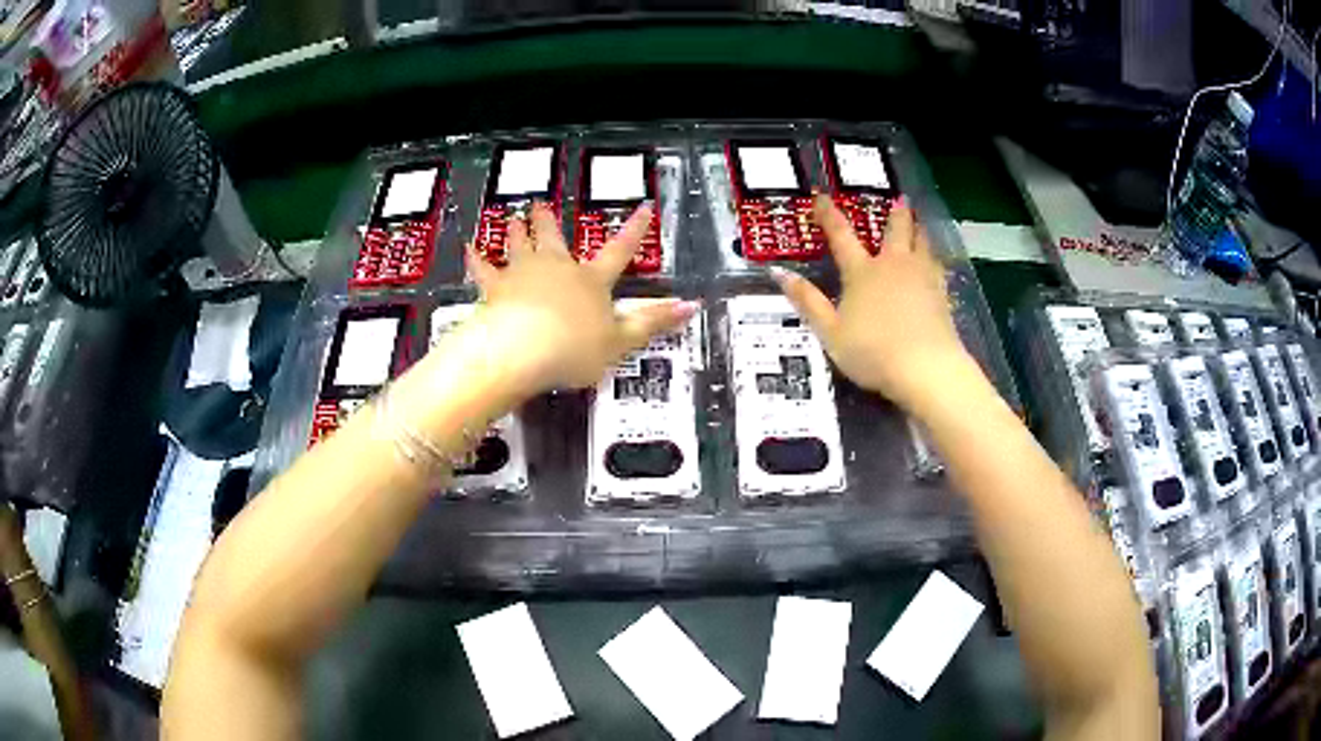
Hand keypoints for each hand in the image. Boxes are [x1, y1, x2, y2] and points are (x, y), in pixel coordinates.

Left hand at [464, 202, 697, 394]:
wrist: (522, 350)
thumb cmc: (575, 348)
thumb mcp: (621, 341)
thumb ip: (653, 322)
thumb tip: (692, 305)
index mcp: (591, 281)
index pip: (620, 251)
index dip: (634, 230)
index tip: (644, 208)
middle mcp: (557, 268)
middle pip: (554, 238)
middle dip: (549, 221)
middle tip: (541, 205)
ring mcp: (522, 275)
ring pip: (519, 245)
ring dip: (518, 230)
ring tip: (513, 217)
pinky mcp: (494, 289)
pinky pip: (483, 270)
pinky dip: (477, 259)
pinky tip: (469, 248)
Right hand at [772, 195, 974, 410]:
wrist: (926, 368)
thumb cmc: (872, 352)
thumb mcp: (830, 332)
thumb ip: (807, 301)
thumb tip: (779, 272)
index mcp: (862, 272)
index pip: (841, 235)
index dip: (828, 214)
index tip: (821, 196)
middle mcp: (893, 265)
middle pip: (895, 229)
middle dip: (894, 213)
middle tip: (899, 198)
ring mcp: (922, 277)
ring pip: (921, 242)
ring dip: (918, 227)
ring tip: (918, 220)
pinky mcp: (941, 294)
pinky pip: (937, 265)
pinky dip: (934, 256)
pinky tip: (935, 260)